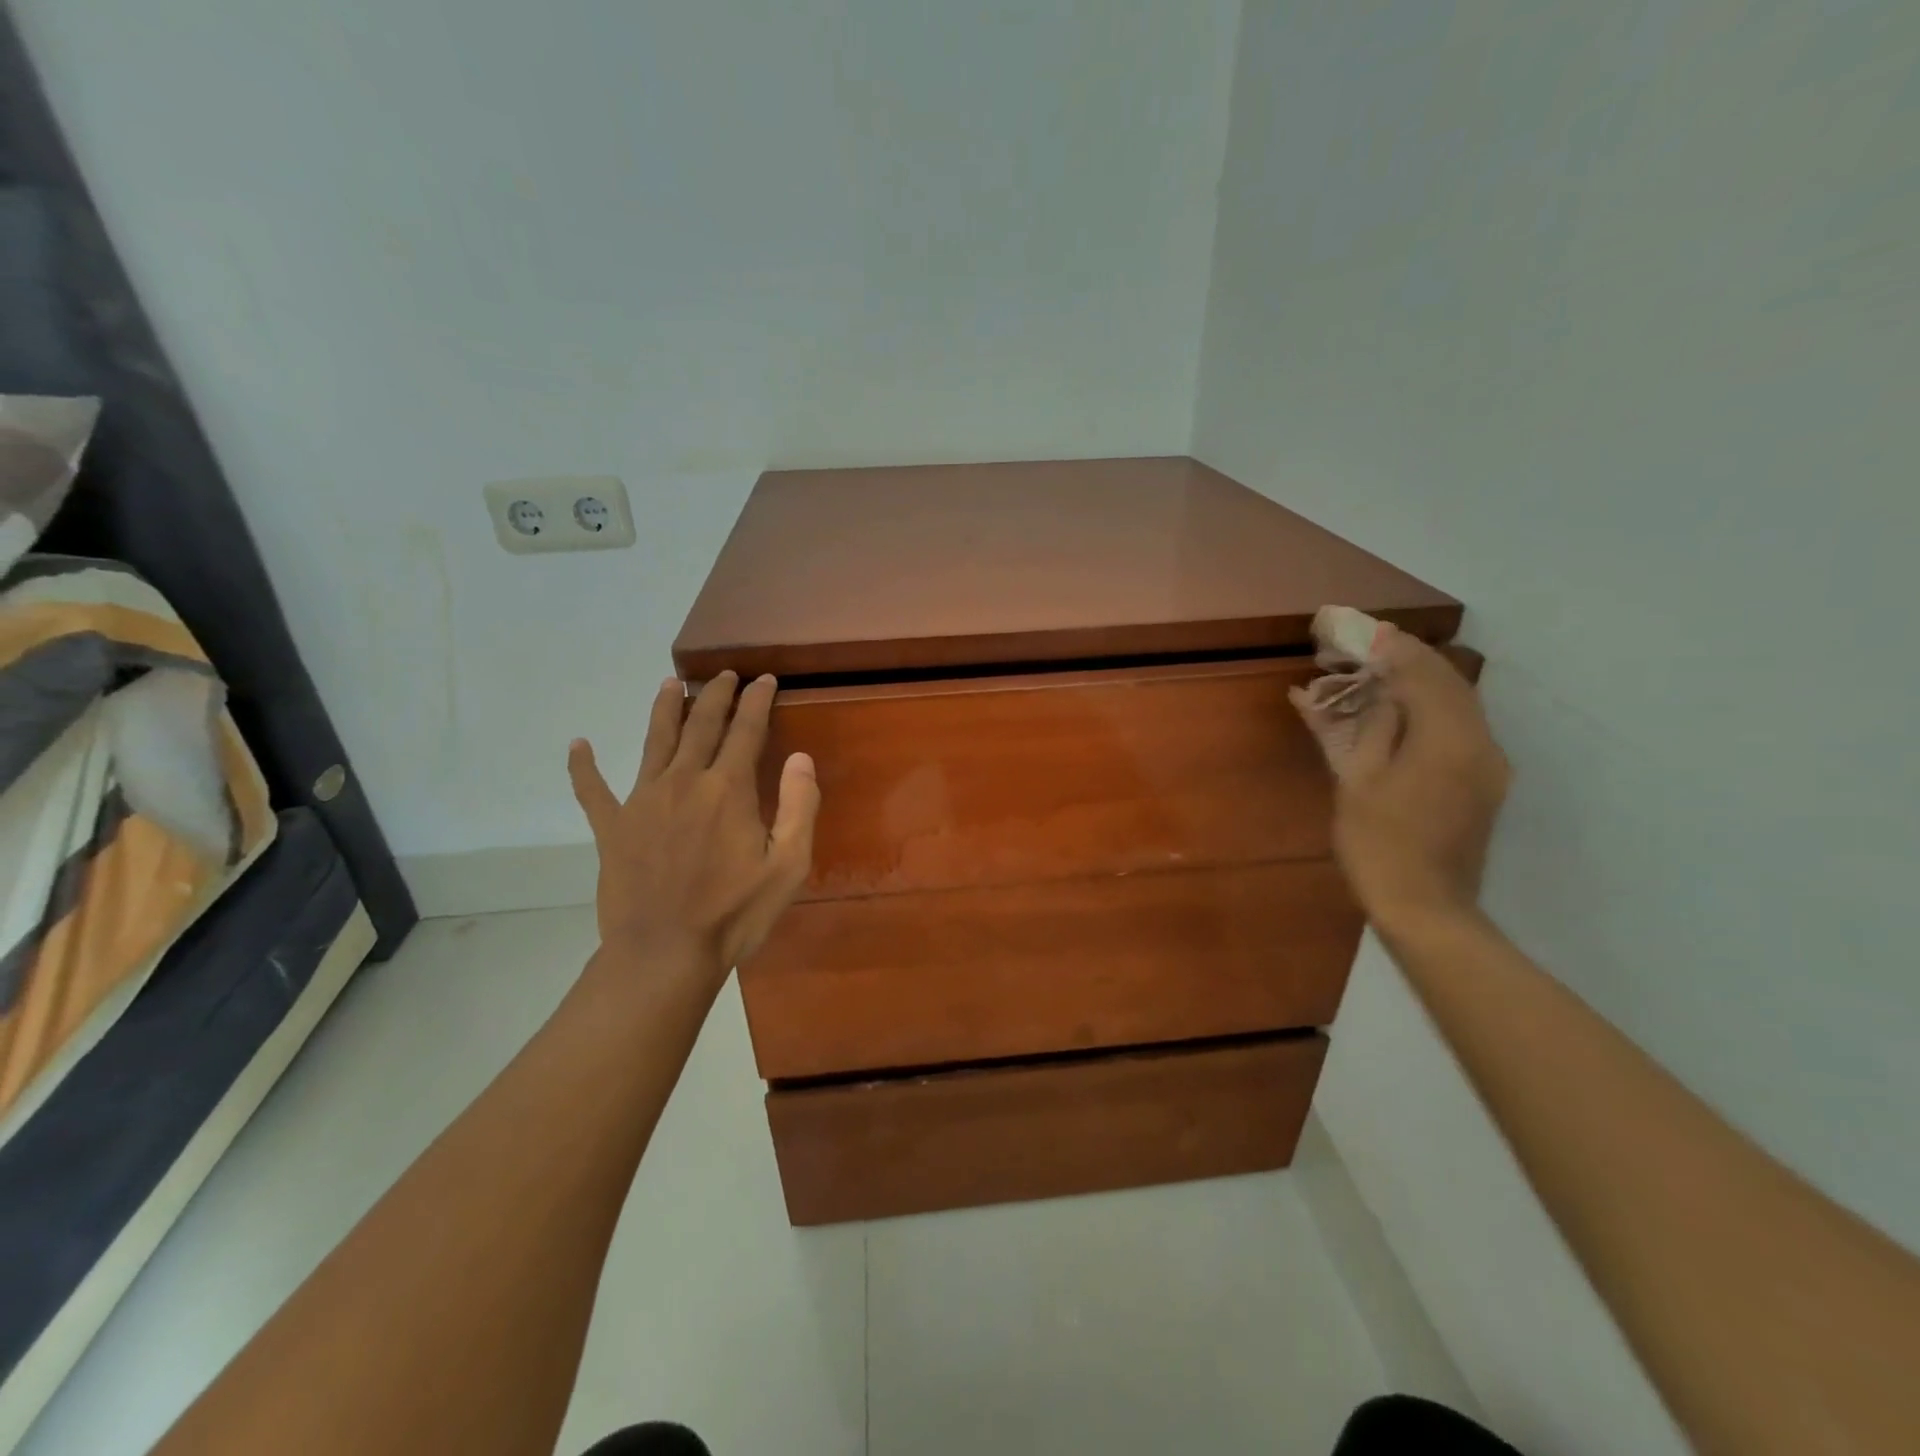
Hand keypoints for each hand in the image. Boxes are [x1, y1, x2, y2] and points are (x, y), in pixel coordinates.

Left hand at [567, 671, 819, 972]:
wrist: (664, 954)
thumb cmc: (734, 914)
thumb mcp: (787, 866)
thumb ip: (798, 806)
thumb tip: (801, 757)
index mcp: (728, 789)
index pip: (746, 729)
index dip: (757, 700)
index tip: (763, 679)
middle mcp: (684, 781)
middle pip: (701, 725)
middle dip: (715, 695)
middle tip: (724, 674)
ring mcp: (642, 801)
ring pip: (654, 742)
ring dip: (664, 710)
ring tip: (669, 684)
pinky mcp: (612, 827)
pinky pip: (593, 790)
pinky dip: (584, 766)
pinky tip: (578, 744)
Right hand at [1305, 628, 1509, 933]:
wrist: (1426, 909)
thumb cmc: (1380, 845)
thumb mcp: (1359, 782)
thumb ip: (1369, 728)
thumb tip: (1371, 693)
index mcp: (1449, 740)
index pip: (1425, 674)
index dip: (1395, 649)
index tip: (1366, 630)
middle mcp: (1481, 744)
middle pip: (1449, 684)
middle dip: (1409, 661)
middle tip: (1370, 647)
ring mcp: (1488, 766)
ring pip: (1457, 705)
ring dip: (1420, 684)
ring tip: (1380, 674)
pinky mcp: (1483, 784)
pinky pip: (1458, 730)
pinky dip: (1428, 711)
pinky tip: (1398, 713)